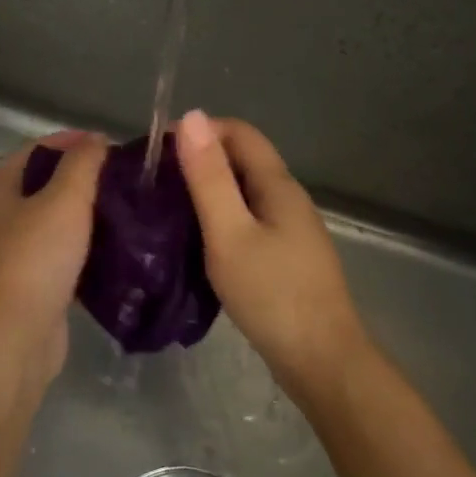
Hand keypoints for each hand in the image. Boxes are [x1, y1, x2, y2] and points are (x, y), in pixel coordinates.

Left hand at [0, 130, 107, 388]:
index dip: (65, 141)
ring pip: (51, 225)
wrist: (16, 335)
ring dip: (82, 216)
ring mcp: (10, 258)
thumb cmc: (36, 259)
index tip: (104, 143)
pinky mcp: (28, 288)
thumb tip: (96, 141)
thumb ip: (82, 164)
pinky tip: (112, 251)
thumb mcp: (64, 200)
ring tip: (122, 210)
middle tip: (118, 178)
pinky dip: (82, 250)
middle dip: (77, 179)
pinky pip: (58, 258)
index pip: (30, 153)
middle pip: (40, 188)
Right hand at [175, 110, 368, 400]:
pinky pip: (248, 222)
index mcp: (278, 185)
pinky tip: (198, 243)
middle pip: (243, 161)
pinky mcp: (286, 257)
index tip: (159, 154)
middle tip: (156, 185)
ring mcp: (290, 230)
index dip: (200, 132)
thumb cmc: (271, 295)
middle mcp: (288, 199)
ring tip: (168, 212)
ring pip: (244, 194)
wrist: (320, 359)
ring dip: (208, 193)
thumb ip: (209, 179)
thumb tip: (193, 117)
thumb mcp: (230, 234)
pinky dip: (220, 221)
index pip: (240, 133)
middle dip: (200, 162)